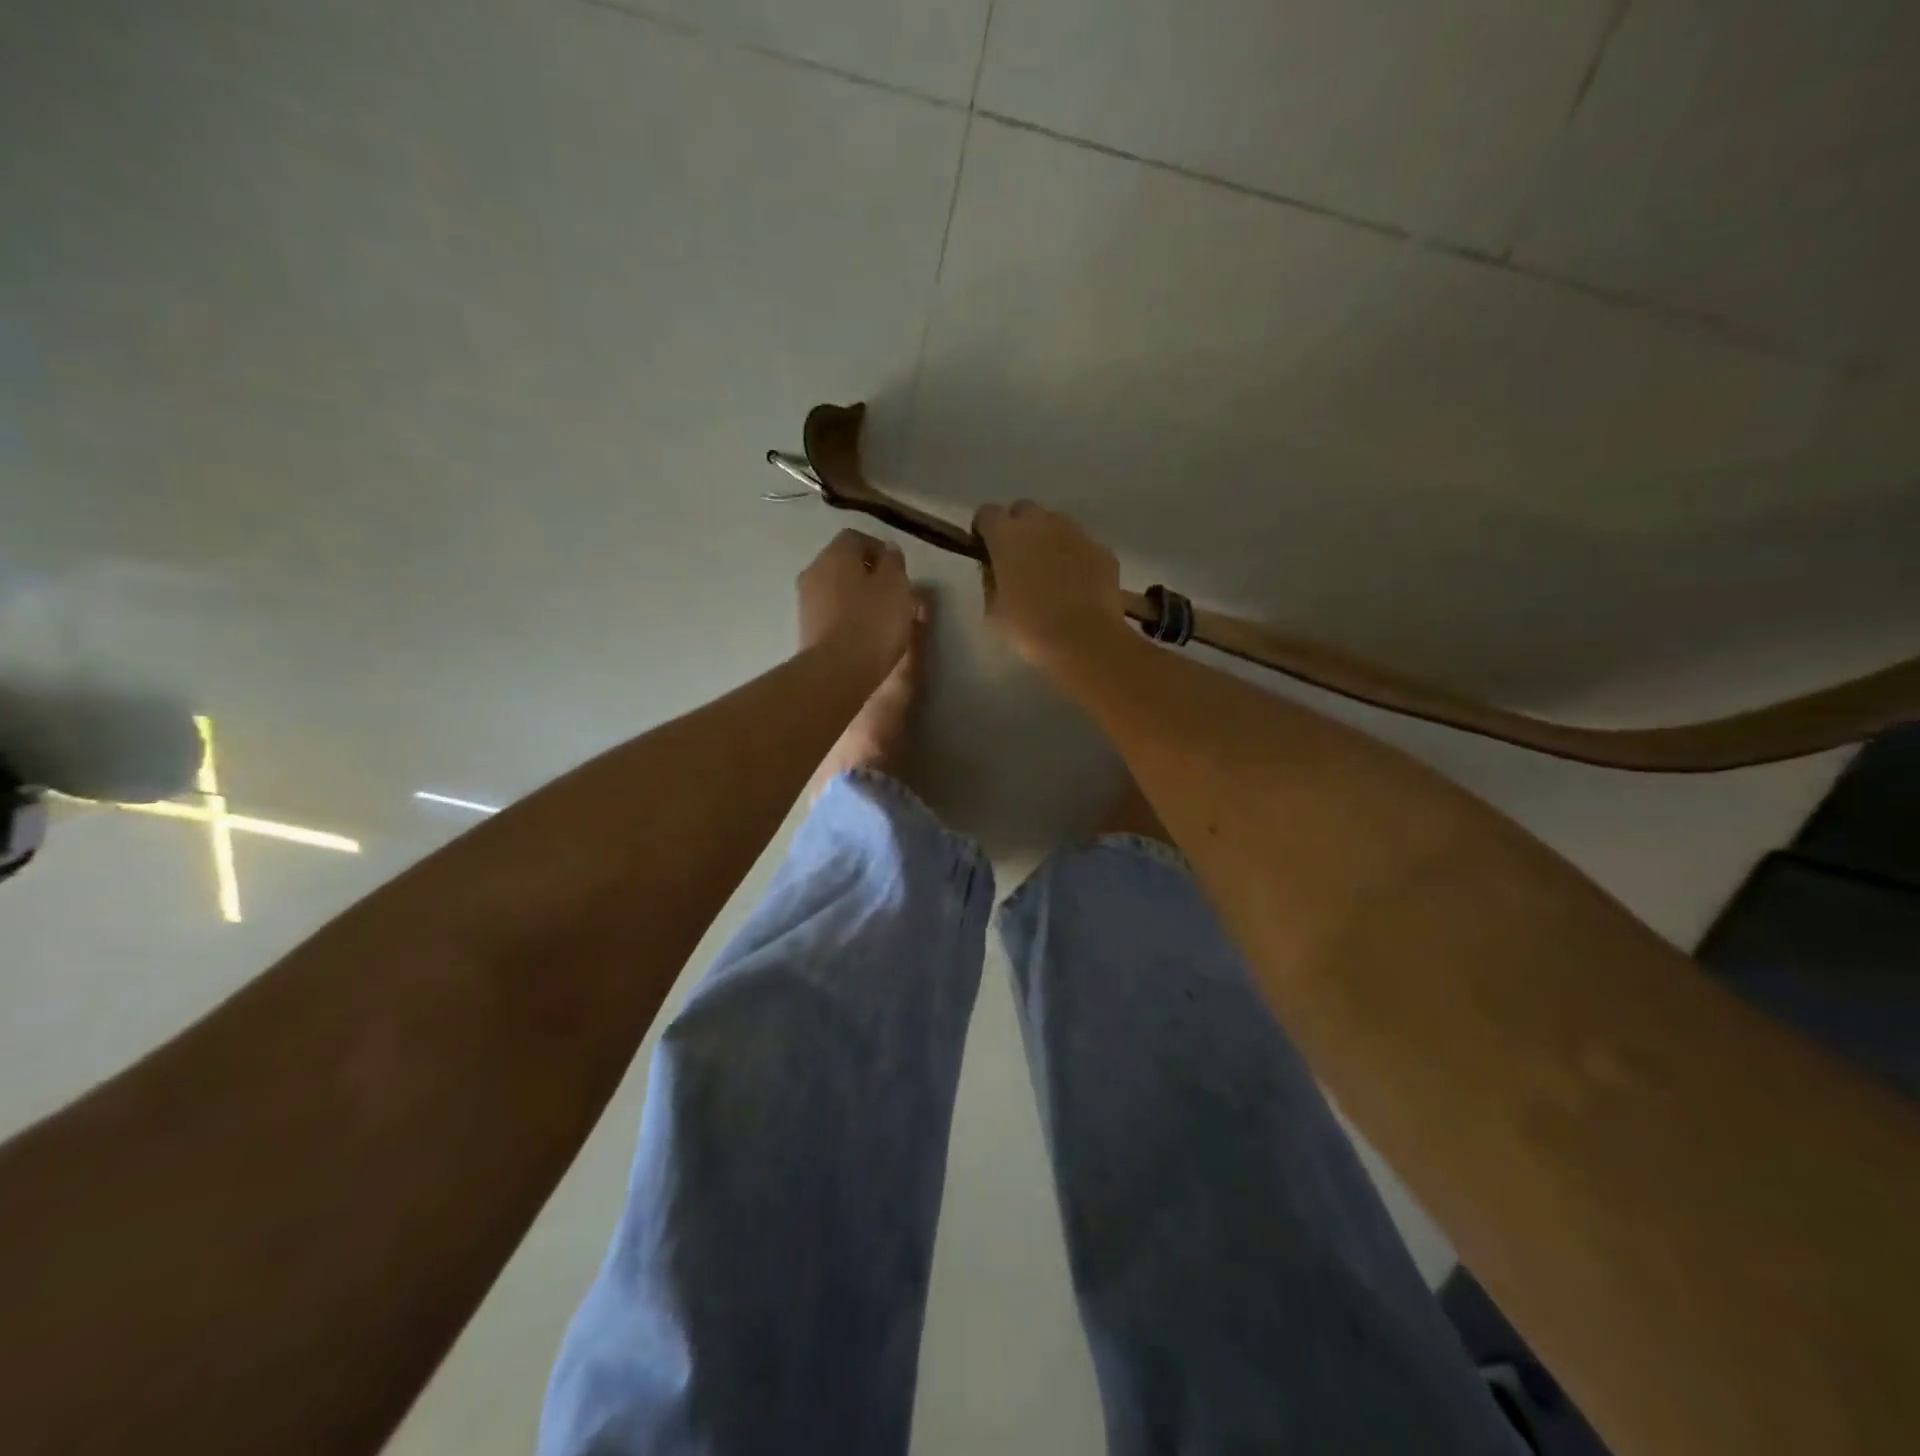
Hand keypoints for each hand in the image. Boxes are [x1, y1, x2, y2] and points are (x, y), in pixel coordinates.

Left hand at [797, 528, 917, 674]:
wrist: (837, 670)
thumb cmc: (873, 622)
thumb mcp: (896, 586)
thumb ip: (893, 563)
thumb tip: (888, 551)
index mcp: (836, 554)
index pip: (856, 538)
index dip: (879, 550)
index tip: (898, 571)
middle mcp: (814, 570)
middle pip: (843, 563)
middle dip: (867, 574)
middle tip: (891, 594)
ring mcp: (805, 600)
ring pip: (836, 588)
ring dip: (856, 596)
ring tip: (880, 617)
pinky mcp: (805, 627)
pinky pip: (830, 612)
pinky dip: (846, 616)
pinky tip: (863, 634)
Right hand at [973, 500, 1126, 666]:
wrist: (1083, 639)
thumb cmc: (1028, 627)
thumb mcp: (993, 610)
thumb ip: (990, 580)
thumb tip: (995, 569)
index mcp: (1007, 535)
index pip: (987, 513)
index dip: (984, 530)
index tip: (986, 549)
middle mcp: (1041, 523)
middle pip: (1023, 510)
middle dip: (1017, 527)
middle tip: (1018, 557)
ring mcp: (1075, 532)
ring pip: (1055, 523)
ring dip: (1048, 538)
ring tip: (1050, 570)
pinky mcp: (1100, 548)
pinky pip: (1081, 545)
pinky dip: (1075, 557)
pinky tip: (1076, 584)